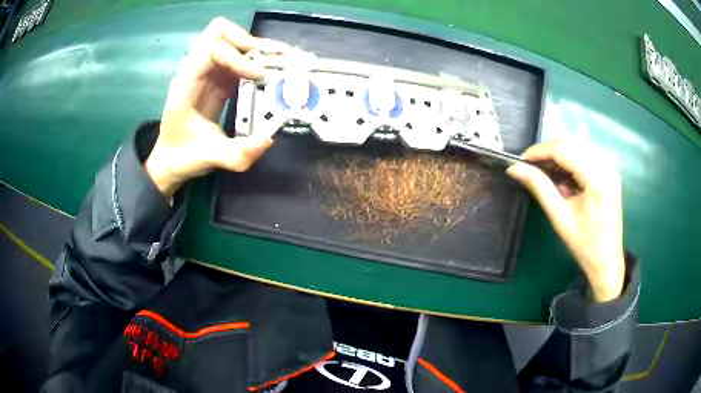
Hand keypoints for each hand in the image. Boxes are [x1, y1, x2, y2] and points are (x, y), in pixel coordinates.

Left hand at [145, 17, 288, 197]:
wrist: (170, 160)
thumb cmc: (182, 156)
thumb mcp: (208, 159)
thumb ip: (235, 154)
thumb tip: (268, 140)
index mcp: (186, 84)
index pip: (211, 48)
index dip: (238, 56)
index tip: (259, 75)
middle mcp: (196, 71)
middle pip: (220, 32)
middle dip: (249, 41)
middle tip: (276, 59)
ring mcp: (207, 72)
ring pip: (231, 40)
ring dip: (257, 47)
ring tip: (282, 60)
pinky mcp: (218, 79)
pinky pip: (239, 57)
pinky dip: (258, 59)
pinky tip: (274, 69)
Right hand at [507, 140, 624, 301]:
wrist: (607, 262)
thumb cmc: (584, 246)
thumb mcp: (560, 217)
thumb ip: (539, 188)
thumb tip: (515, 169)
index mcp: (597, 179)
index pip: (564, 150)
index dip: (539, 152)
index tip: (520, 161)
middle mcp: (606, 167)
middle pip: (571, 144)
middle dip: (548, 152)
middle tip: (530, 167)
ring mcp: (610, 169)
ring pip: (578, 148)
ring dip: (559, 156)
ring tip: (545, 173)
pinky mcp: (610, 174)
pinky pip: (586, 157)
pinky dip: (571, 162)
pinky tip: (563, 179)